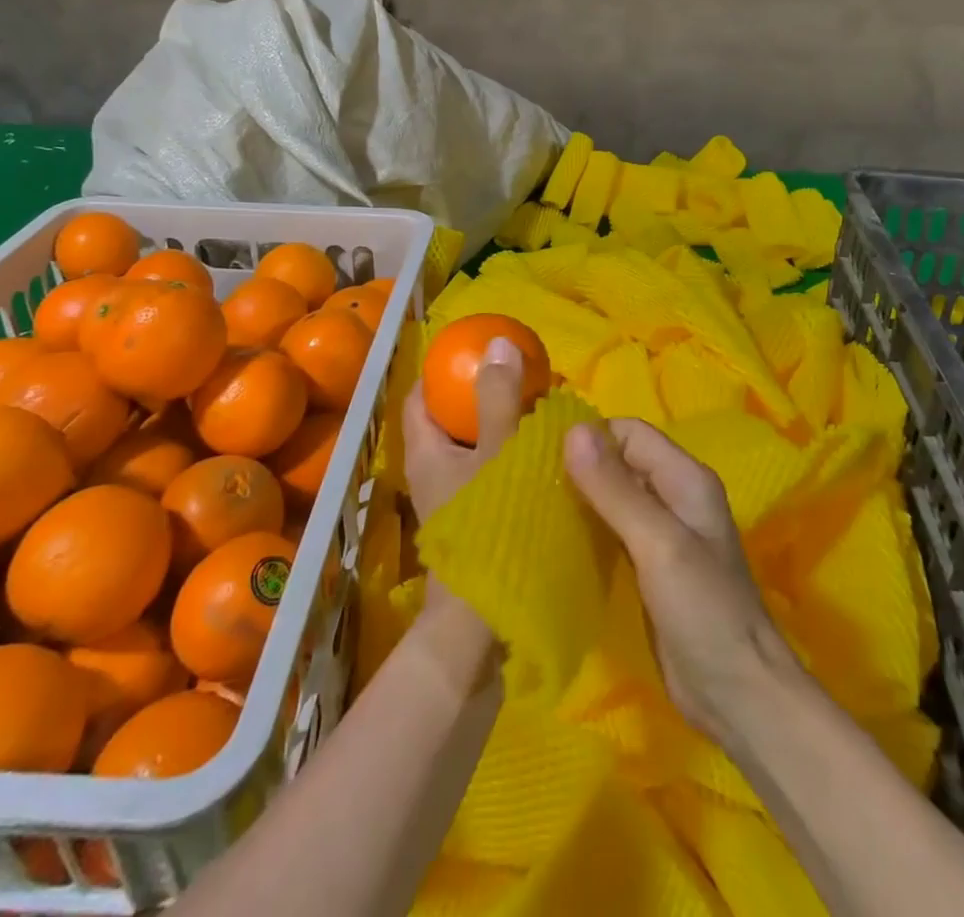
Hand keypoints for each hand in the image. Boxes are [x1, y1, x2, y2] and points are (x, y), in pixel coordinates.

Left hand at [400, 338, 526, 685]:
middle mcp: (432, 473)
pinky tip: (542, 454)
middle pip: (449, 419)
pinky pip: (489, 472)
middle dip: (480, 394)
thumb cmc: (488, 527)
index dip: (442, 368)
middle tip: (520, 375)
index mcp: (425, 452)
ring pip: (473, 447)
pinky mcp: (474, 521)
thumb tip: (497, 341)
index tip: (477, 351)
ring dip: (500, 425)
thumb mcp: (498, 453)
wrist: (485, 621)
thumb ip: (498, 397)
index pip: (420, 395)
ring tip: (539, 408)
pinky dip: (510, 455)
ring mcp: (452, 500)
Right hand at [562, 418, 797, 748]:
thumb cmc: (704, 611)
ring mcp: (663, 534)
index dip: (590, 438)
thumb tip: (572, 430)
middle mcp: (675, 497)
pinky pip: (612, 532)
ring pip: (613, 497)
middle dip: (579, 467)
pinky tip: (557, 543)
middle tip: (531, 484)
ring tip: (535, 510)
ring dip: (580, 500)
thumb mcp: (658, 544)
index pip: (629, 433)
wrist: (738, 696)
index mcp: (685, 479)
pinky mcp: (649, 567)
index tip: (544, 457)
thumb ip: (615, 489)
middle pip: (620, 462)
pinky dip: (587, 530)